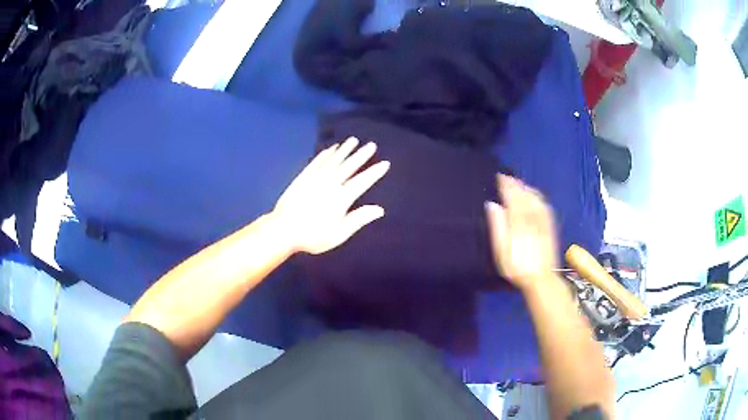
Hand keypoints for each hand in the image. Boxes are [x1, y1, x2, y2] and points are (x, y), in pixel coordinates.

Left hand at [272, 137, 389, 254]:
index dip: (374, 172)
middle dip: (361, 155)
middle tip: (372, 145)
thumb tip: (380, 209)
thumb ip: (358, 219)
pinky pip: (317, 161)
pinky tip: (331, 148)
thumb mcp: (338, 234)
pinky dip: (325, 154)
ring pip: (333, 160)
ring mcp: (315, 178)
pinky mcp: (303, 177)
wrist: (283, 230)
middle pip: (348, 166)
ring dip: (344, 150)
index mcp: (341, 199)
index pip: (362, 181)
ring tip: (354, 140)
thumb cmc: (312, 236)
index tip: (385, 163)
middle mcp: (330, 184)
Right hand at [485, 175, 558, 291]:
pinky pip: (544, 205)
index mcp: (519, 222)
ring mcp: (543, 221)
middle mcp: (532, 218)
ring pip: (535, 198)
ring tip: (518, 183)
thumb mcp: (501, 252)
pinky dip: (537, 196)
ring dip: (526, 188)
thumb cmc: (517, 268)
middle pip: (524, 196)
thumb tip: (492, 205)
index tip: (500, 177)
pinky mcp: (550, 226)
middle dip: (515, 185)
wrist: (541, 279)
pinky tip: (533, 195)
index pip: (512, 198)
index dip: (506, 186)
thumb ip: (497, 227)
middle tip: (507, 177)